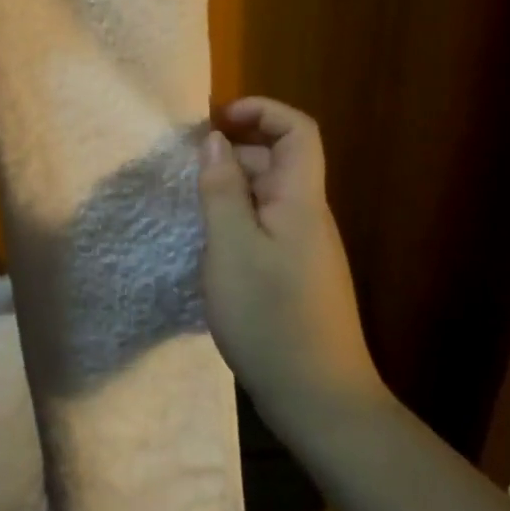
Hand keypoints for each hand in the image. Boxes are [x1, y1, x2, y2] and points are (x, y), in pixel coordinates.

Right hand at [197, 97, 387, 429]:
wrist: (319, 399)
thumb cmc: (270, 316)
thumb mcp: (231, 247)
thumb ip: (222, 189)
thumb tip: (216, 140)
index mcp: (300, 199)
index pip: (298, 130)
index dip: (262, 111)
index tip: (218, 120)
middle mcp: (308, 215)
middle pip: (279, 160)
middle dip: (236, 152)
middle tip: (190, 169)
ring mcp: (305, 248)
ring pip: (269, 197)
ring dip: (233, 190)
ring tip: (193, 208)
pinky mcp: (296, 275)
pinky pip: (266, 227)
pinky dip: (238, 222)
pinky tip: (212, 248)